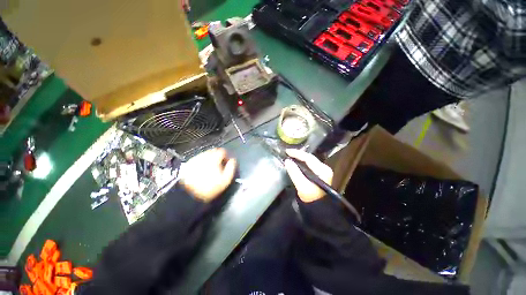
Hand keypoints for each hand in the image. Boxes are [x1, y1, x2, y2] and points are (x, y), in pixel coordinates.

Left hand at [180, 148, 236, 201]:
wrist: (188, 195)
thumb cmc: (209, 187)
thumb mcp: (225, 180)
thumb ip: (231, 167)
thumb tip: (233, 160)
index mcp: (214, 158)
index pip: (222, 151)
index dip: (226, 156)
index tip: (226, 162)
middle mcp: (204, 156)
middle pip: (214, 151)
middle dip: (218, 156)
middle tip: (219, 165)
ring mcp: (195, 159)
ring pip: (205, 154)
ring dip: (210, 158)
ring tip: (210, 169)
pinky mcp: (188, 163)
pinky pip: (198, 158)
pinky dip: (202, 162)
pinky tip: (202, 170)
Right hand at [284, 149, 332, 202]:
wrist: (320, 210)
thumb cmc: (311, 198)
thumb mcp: (302, 186)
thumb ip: (294, 172)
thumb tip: (287, 161)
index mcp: (322, 170)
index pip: (308, 158)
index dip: (297, 153)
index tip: (287, 151)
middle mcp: (324, 168)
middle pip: (310, 158)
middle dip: (298, 154)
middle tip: (288, 153)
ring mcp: (323, 171)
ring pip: (309, 161)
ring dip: (300, 158)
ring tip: (291, 156)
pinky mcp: (320, 175)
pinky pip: (309, 165)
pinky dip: (302, 162)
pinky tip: (296, 162)